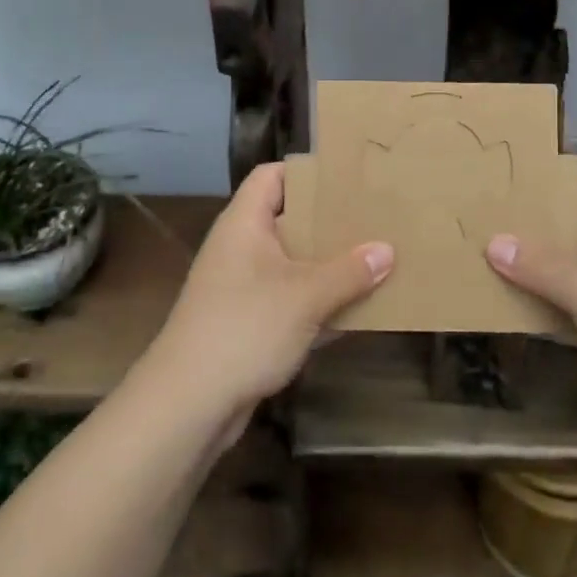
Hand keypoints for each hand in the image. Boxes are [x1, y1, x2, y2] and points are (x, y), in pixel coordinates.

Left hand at [144, 162, 392, 436]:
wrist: (188, 405)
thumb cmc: (244, 329)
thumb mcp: (305, 296)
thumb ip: (349, 272)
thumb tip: (387, 250)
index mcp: (244, 224)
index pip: (272, 176)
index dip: (307, 170)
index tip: (349, 176)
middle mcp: (241, 248)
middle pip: (288, 219)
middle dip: (329, 221)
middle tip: (373, 217)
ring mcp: (242, 288)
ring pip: (293, 264)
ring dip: (329, 266)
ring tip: (375, 259)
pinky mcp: (249, 324)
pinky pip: (291, 301)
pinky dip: (319, 303)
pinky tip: (357, 310)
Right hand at [486, 178, 576, 446]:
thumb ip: (538, 264)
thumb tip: (493, 242)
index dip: (539, 187)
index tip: (494, 191)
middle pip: (568, 229)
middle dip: (526, 233)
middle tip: (475, 228)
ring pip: (568, 271)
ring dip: (532, 274)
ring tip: (479, 264)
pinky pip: (574, 307)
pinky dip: (546, 308)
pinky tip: (506, 309)